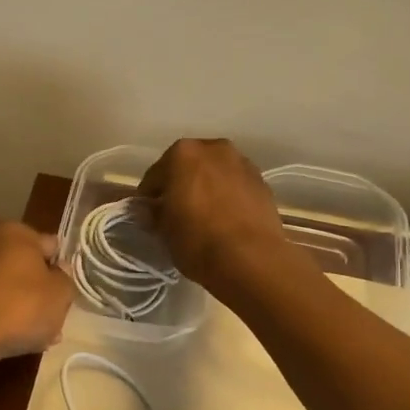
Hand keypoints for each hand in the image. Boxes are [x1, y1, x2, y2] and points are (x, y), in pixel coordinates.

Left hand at [0, 221, 73, 371]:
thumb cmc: (21, 307)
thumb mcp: (61, 293)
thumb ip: (66, 278)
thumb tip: (59, 271)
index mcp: (15, 232)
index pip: (51, 247)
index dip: (63, 270)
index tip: (67, 294)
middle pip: (29, 269)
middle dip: (43, 293)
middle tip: (56, 318)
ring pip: (12, 289)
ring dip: (26, 309)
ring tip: (40, 337)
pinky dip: (5, 318)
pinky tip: (17, 340)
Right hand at [137, 138, 298, 293]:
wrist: (253, 260)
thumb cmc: (198, 240)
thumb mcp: (164, 231)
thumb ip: (152, 213)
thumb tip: (147, 209)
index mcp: (183, 154)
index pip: (155, 175)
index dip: (149, 196)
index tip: (147, 213)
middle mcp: (214, 149)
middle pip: (188, 166)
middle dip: (180, 185)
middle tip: (174, 212)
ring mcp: (242, 163)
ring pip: (215, 173)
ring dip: (206, 188)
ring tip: (202, 216)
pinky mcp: (263, 183)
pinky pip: (235, 186)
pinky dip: (227, 196)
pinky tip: (224, 219)